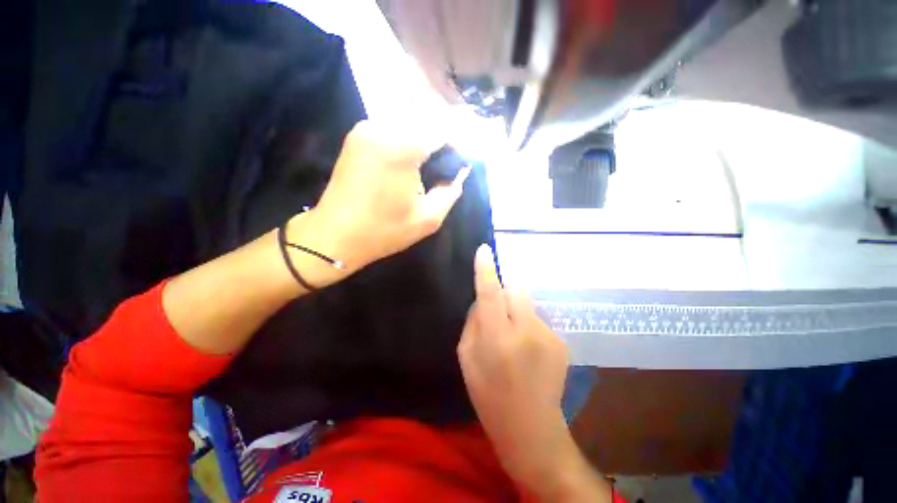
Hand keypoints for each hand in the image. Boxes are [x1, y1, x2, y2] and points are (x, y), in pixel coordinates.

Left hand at [297, 119, 468, 273]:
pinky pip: (393, 127)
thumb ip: (451, 191)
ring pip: (409, 121)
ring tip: (432, 164)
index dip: (459, 144)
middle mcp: (382, 127)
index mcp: (402, 147)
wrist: (334, 236)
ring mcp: (366, 128)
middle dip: (443, 140)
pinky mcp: (357, 135)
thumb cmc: (383, 231)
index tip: (464, 163)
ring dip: (426, 138)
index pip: (443, 129)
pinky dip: (408, 139)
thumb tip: (459, 172)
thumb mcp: (428, 219)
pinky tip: (412, 160)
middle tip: (449, 165)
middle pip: (426, 120)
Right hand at [457, 245, 572, 484]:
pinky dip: (528, 324)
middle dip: (504, 291)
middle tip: (497, 312)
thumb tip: (483, 300)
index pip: (490, 293)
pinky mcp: (561, 341)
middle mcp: (526, 331)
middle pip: (515, 289)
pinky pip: (537, 318)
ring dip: (516, 310)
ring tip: (513, 337)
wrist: (532, 428)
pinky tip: (528, 349)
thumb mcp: (466, 358)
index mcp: (498, 338)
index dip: (486, 269)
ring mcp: (548, 336)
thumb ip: (474, 322)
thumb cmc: (488, 394)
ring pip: (527, 303)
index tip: (484, 249)